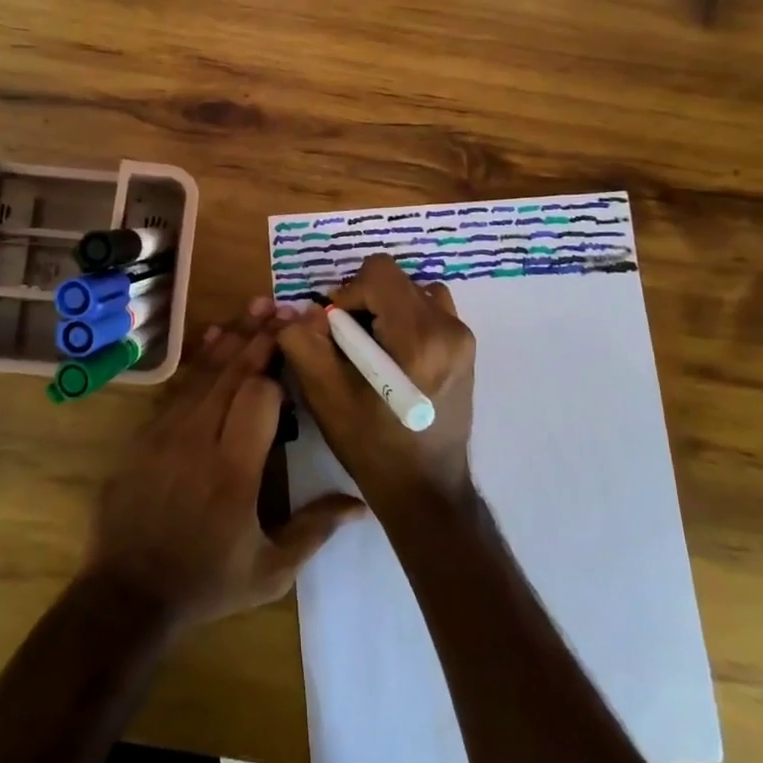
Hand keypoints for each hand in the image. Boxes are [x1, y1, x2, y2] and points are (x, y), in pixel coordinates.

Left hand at [82, 298, 365, 629]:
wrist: (128, 594)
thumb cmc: (207, 582)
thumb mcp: (270, 571)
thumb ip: (315, 530)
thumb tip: (361, 503)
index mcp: (234, 472)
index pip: (258, 398)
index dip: (278, 371)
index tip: (297, 349)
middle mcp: (198, 440)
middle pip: (233, 374)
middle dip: (261, 337)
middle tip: (284, 307)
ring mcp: (165, 433)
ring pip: (204, 372)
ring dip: (233, 337)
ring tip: (257, 305)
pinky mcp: (144, 434)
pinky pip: (177, 386)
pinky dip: (198, 359)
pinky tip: (213, 336)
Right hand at [277, 254, 476, 511]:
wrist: (426, 490)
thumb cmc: (372, 446)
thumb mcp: (326, 395)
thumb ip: (303, 341)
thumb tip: (296, 309)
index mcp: (419, 336)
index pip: (378, 271)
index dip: (347, 292)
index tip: (335, 330)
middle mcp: (449, 327)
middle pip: (395, 280)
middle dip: (364, 303)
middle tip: (348, 344)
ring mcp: (464, 337)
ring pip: (413, 292)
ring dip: (385, 309)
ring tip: (371, 349)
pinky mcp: (466, 349)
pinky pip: (430, 311)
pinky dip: (405, 321)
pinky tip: (392, 360)